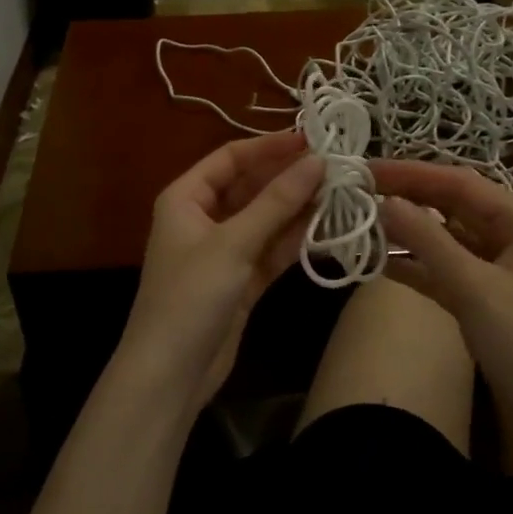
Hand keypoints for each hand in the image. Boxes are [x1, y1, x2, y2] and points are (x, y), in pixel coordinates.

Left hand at [113, 132, 324, 414]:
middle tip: (336, 166)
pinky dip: (295, 240)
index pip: (230, 158)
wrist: (170, 374)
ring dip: (298, 208)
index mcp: (186, 197)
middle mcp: (203, 217)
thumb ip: (276, 202)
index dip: (269, 146)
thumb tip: (317, 161)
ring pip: (265, 218)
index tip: (312, 139)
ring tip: (342, 192)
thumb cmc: (191, 296)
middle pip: (250, 186)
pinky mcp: (240, 279)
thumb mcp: (233, 243)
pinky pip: (271, 249)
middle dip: (289, 177)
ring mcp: (223, 250)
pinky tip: (329, 227)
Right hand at [370, 160, 512, 453]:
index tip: (366, 170)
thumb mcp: (477, 290)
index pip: (460, 183)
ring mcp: (499, 270)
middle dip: (407, 197)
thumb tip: (385, 200)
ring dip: (407, 232)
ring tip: (361, 222)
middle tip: (358, 192)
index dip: (411, 173)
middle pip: (452, 205)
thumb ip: (429, 241)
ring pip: (446, 238)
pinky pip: (445, 270)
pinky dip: (415, 265)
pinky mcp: (486, 300)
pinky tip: (379, 262)